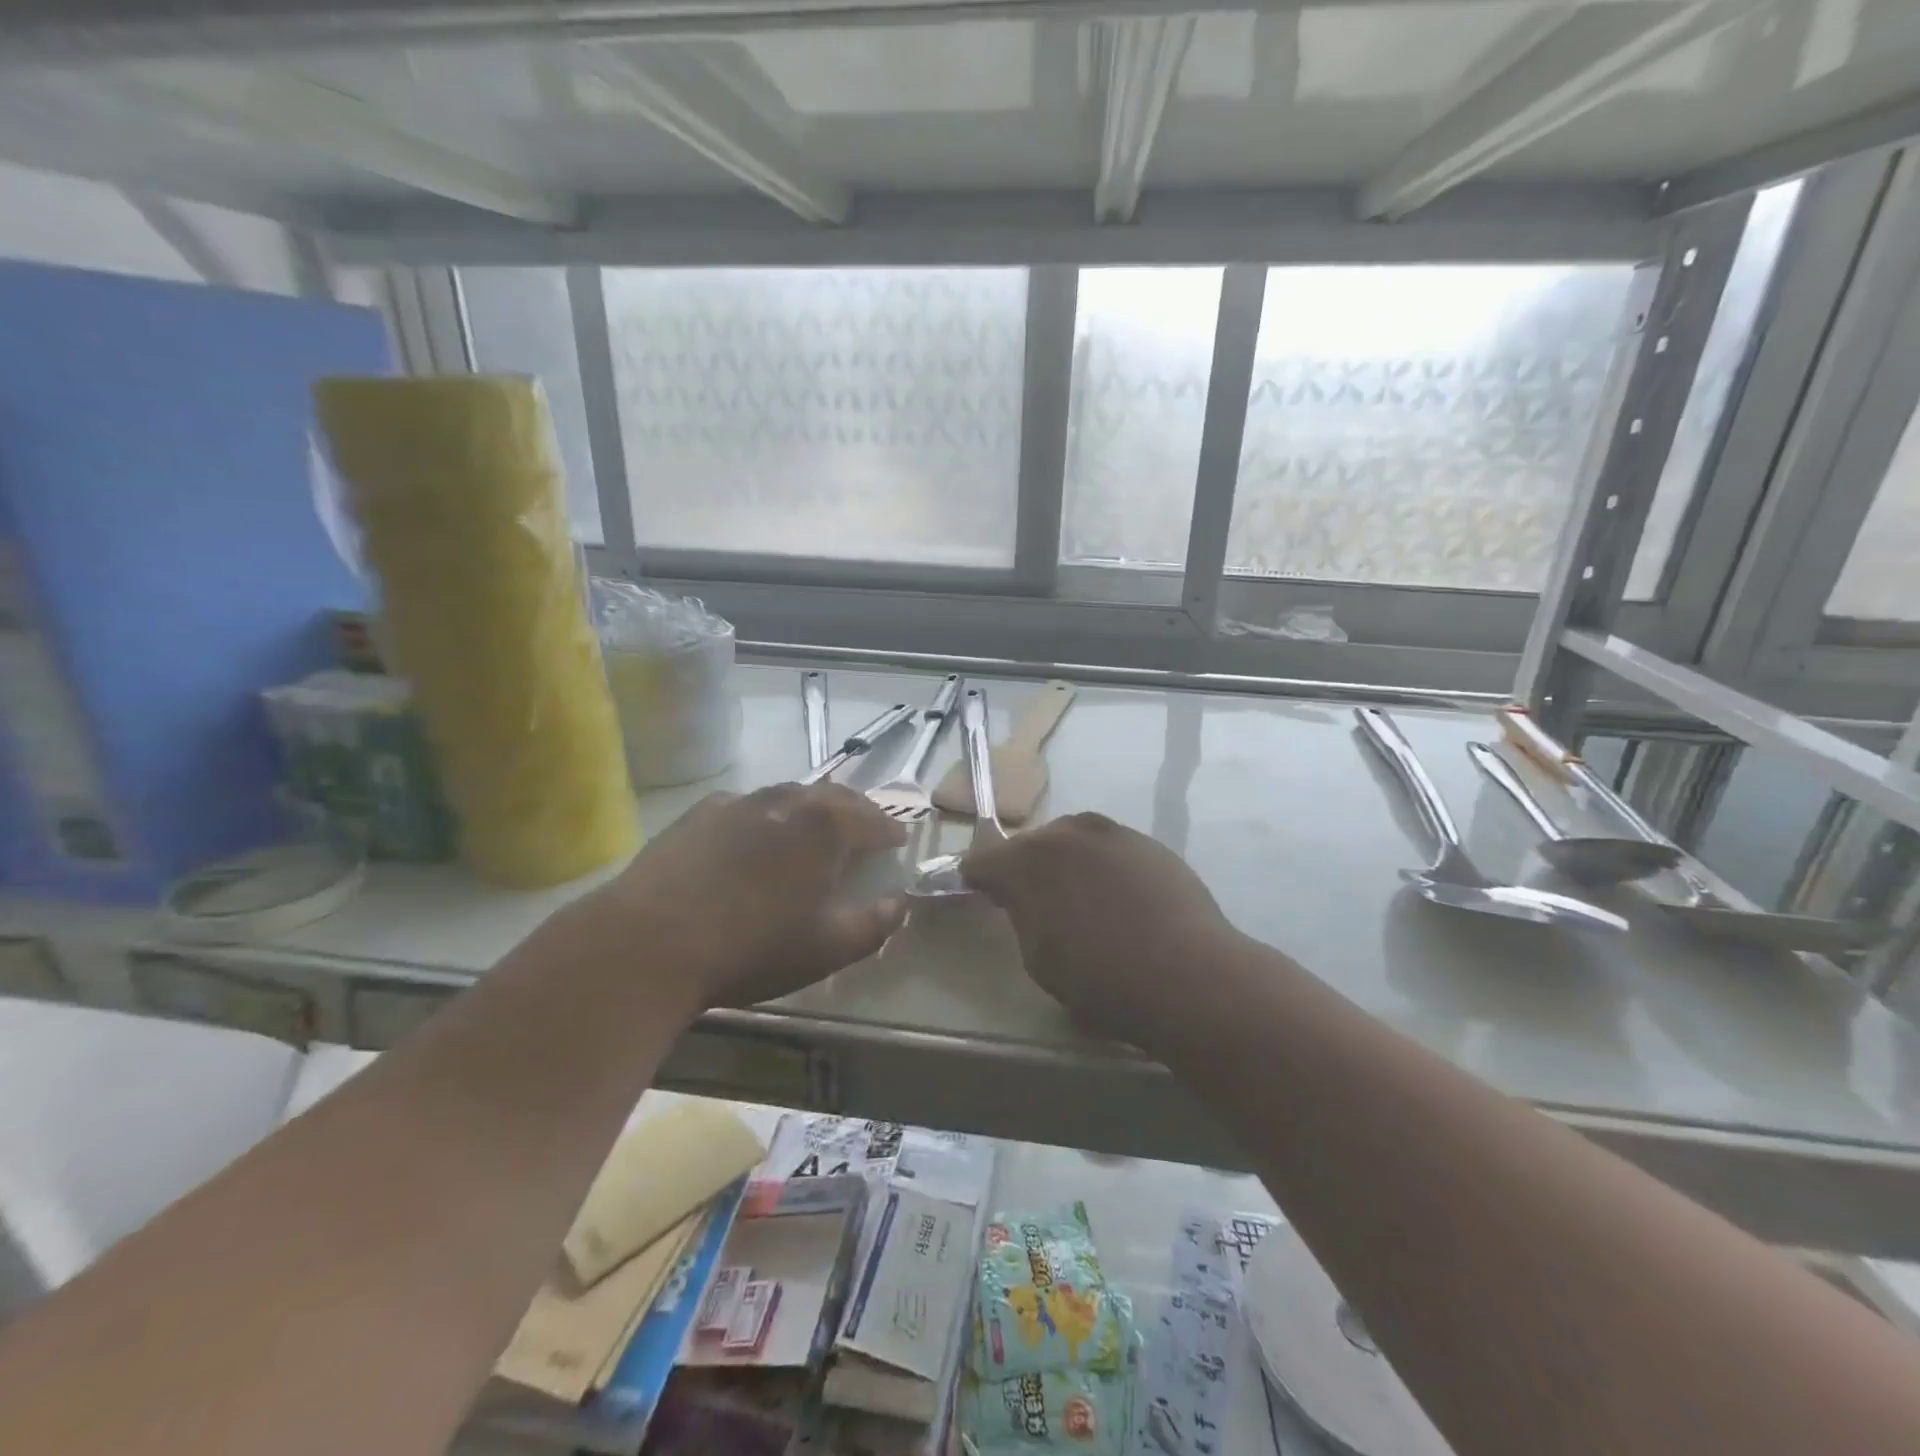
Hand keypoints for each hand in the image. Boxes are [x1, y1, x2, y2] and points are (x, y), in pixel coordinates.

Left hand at [579, 782, 907, 1008]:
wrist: (650, 943)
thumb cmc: (752, 948)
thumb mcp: (826, 949)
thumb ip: (873, 925)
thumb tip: (899, 904)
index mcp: (825, 828)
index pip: (873, 819)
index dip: (890, 830)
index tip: (898, 840)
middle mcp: (787, 802)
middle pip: (834, 796)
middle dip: (856, 809)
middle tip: (866, 826)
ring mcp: (739, 803)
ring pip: (789, 794)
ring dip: (812, 806)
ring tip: (816, 825)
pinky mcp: (698, 814)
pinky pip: (746, 804)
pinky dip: (766, 813)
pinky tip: (755, 833)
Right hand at [961, 813, 1239, 1049]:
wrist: (1189, 975)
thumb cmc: (1100, 978)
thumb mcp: (1038, 958)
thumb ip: (1022, 916)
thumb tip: (1025, 901)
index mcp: (1027, 860)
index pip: (982, 861)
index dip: (978, 880)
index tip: (981, 896)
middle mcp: (1066, 832)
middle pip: (1031, 845)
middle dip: (1027, 869)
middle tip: (1036, 904)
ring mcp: (1112, 832)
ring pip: (1075, 843)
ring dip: (1069, 865)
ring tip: (1084, 901)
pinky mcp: (1150, 843)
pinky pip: (1112, 851)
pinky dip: (1106, 869)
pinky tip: (1124, 903)